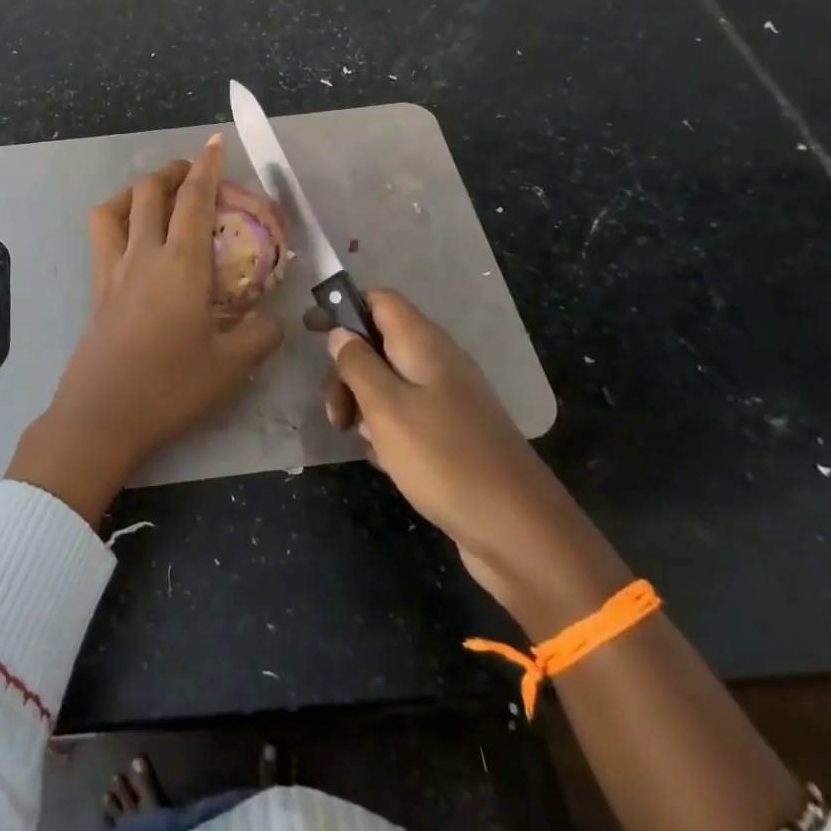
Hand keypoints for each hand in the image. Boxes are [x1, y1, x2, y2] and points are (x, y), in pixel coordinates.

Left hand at [7, 135, 282, 522]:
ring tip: (156, 197)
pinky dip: (116, 219)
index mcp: (182, 264)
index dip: (207, 167)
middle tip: (192, 173)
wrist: (103, 416)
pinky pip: (101, 236)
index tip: (215, 143)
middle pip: (150, 191)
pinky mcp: (96, 288)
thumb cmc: (170, 388)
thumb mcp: (231, 367)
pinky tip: (132, 239)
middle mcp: (144, 254)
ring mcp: (113, 269)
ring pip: (115, 207)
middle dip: (173, 172)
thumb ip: (260, 335)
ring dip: (137, 190)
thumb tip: (272, 320)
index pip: (195, 200)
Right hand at [316, 290, 629, 633]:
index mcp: (424, 343)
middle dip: (347, 369)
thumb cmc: (443, 458)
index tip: (310, 331)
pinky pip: (407, 416)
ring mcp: (449, 400)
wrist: (519, 531)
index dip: (343, 307)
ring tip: (355, 438)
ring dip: (363, 403)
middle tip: (333, 411)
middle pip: (379, 343)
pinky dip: (386, 430)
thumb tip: (340, 333)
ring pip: (390, 383)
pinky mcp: (453, 435)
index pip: (380, 300)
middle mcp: (439, 362)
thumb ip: (357, 364)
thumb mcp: (385, 407)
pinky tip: (382, 460)